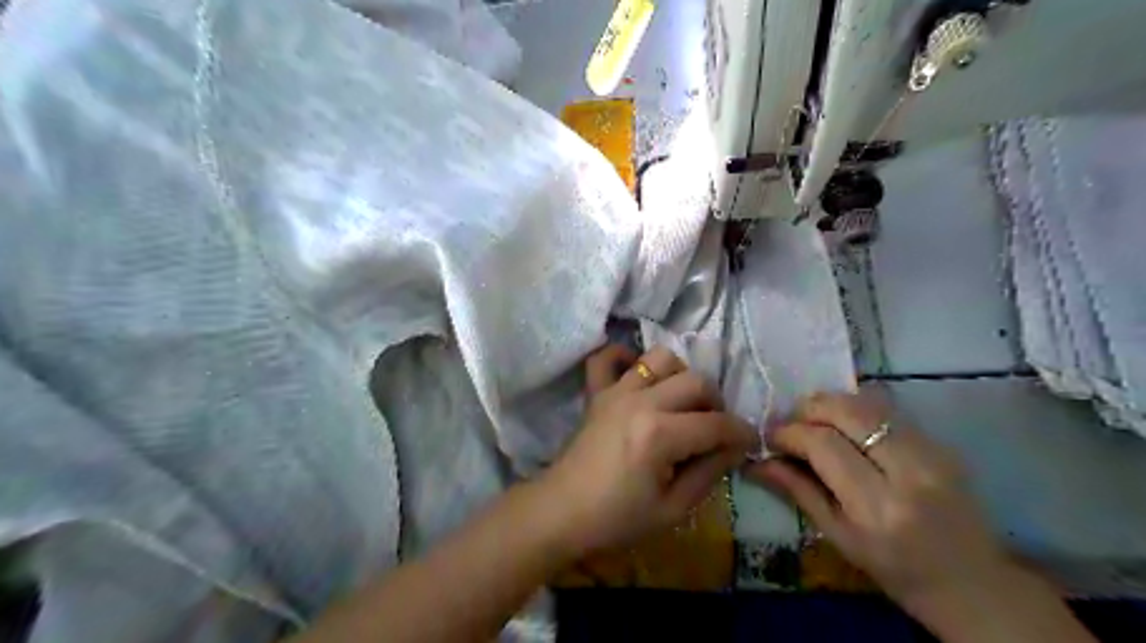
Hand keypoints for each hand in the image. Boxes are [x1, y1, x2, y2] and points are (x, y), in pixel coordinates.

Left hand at [544, 344, 758, 555]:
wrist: (562, 512)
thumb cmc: (617, 519)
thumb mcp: (674, 509)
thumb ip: (709, 473)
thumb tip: (734, 447)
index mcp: (659, 435)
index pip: (716, 424)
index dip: (741, 433)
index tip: (749, 443)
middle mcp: (640, 402)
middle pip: (695, 382)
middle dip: (716, 404)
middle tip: (713, 430)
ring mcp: (615, 391)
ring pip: (660, 358)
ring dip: (679, 376)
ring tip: (680, 403)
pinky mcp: (596, 392)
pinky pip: (606, 357)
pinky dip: (624, 357)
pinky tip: (637, 376)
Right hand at [744, 395, 1005, 610]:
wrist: (973, 582)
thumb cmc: (896, 570)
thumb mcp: (838, 537)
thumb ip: (797, 491)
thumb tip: (756, 461)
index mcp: (878, 506)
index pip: (823, 445)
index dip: (789, 433)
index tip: (770, 437)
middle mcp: (908, 471)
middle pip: (846, 411)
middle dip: (807, 409)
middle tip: (790, 424)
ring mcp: (931, 452)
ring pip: (867, 403)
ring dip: (830, 405)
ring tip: (813, 422)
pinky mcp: (941, 443)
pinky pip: (887, 410)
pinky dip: (856, 410)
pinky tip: (844, 427)